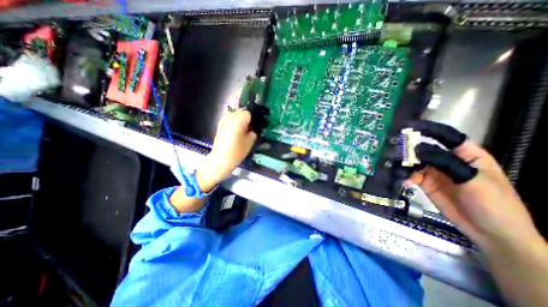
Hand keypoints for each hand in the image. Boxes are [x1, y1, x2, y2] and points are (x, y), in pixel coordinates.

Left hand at [196, 110, 257, 191]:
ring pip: (234, 116)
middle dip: (245, 119)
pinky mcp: (219, 127)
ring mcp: (223, 121)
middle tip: (249, 129)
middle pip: (240, 112)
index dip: (252, 119)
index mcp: (238, 120)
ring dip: (239, 121)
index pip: (248, 113)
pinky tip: (234, 134)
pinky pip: (228, 121)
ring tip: (241, 131)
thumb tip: (252, 130)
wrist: (220, 160)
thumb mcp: (250, 142)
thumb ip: (253, 133)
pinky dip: (233, 124)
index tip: (254, 127)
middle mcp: (229, 118)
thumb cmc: (237, 151)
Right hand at [404, 121, 540, 252]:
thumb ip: (444, 162)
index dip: (429, 130)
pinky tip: (400, 177)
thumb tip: (417, 149)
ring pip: (415, 162)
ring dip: (403, 162)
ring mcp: (435, 173)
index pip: (446, 137)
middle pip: (425, 150)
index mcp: (466, 155)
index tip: (409, 127)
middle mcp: (447, 161)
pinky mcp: (425, 184)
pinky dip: (404, 175)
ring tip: (391, 162)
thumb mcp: (472, 179)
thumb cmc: (493, 203)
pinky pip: (411, 175)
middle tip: (392, 147)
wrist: (491, 233)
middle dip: (409, 148)